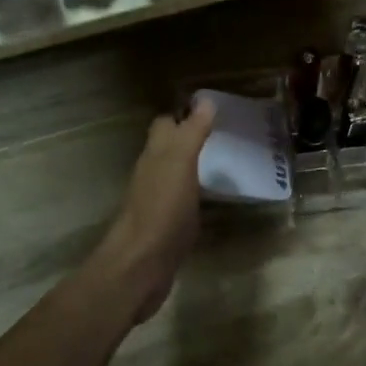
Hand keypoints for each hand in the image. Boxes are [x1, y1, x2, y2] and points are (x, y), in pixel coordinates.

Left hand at [93, 98, 215, 324]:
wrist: (140, 266)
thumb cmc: (161, 209)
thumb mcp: (180, 164)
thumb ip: (192, 133)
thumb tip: (204, 99)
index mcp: (155, 156)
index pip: (165, 125)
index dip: (184, 115)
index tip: (211, 109)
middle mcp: (152, 175)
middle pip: (168, 149)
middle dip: (190, 139)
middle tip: (223, 136)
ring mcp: (157, 203)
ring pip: (174, 176)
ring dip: (193, 167)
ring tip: (225, 163)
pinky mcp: (166, 229)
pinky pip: (181, 203)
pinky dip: (195, 196)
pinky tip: (212, 200)